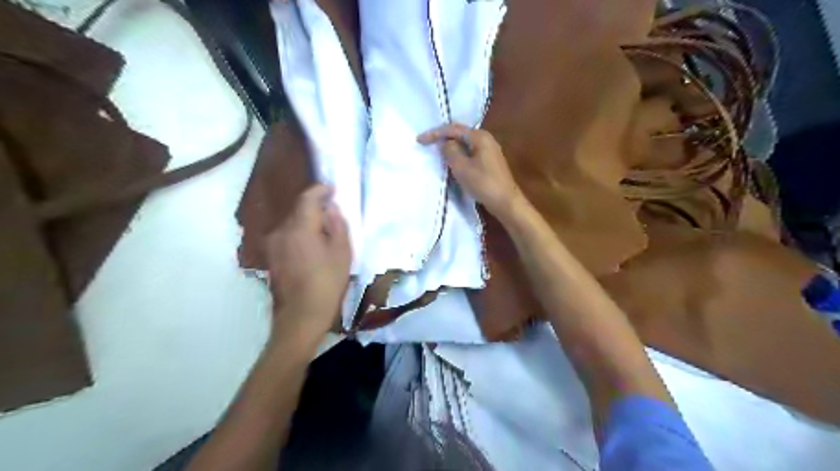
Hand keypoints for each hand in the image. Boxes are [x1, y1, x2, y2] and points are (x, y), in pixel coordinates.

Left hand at [266, 187, 350, 343]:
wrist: (302, 315)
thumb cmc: (328, 283)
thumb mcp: (342, 252)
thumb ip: (337, 225)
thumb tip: (331, 209)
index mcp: (299, 227)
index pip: (307, 198)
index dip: (320, 190)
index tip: (333, 189)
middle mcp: (281, 231)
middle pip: (298, 210)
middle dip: (315, 207)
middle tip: (333, 212)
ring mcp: (273, 244)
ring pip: (292, 223)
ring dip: (307, 221)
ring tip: (324, 231)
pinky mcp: (272, 256)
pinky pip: (287, 236)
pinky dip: (300, 234)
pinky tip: (312, 246)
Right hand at [417, 122, 522, 219]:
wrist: (506, 202)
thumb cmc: (483, 183)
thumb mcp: (461, 167)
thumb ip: (450, 151)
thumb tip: (446, 143)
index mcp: (479, 136)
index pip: (453, 129)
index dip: (435, 134)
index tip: (419, 140)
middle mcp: (486, 139)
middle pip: (459, 134)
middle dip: (443, 138)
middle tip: (426, 143)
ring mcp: (489, 150)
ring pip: (465, 144)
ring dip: (451, 147)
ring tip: (436, 152)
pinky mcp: (489, 162)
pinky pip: (470, 153)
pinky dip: (459, 155)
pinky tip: (452, 162)